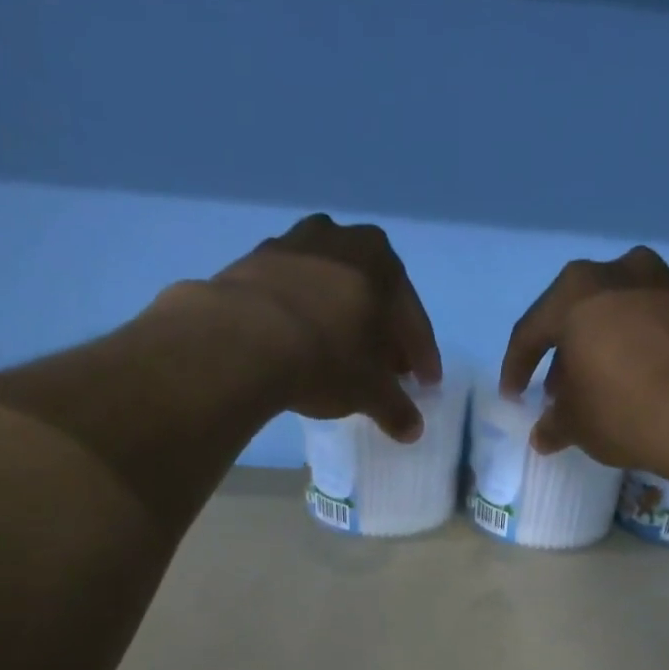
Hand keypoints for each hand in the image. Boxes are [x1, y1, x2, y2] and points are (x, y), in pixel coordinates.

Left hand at [208, 214, 441, 440]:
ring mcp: (292, 244)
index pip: (412, 318)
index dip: (422, 356)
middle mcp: (340, 240)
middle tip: (387, 368)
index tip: (425, 383)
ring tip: (342, 354)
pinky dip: (304, 317)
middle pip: (372, 295)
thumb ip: (396, 408)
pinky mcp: (253, 262)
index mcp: (381, 261)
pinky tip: (302, 344)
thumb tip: (412, 429)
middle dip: (382, 333)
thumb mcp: (370, 392)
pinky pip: (293, 294)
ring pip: (331, 288)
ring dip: (341, 319)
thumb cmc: (326, 358)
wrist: (243, 339)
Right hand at [498, 247, 668, 477]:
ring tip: (608, 379)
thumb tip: (545, 433)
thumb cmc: (626, 411)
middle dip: (566, 351)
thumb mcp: (578, 426)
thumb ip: (555, 424)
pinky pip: (661, 319)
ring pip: (623, 309)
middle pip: (580, 311)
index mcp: (576, 294)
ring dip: (609, 340)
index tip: (513, 396)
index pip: (531, 331)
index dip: (516, 367)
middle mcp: (621, 271)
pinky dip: (647, 342)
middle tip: (562, 389)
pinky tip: (649, 373)